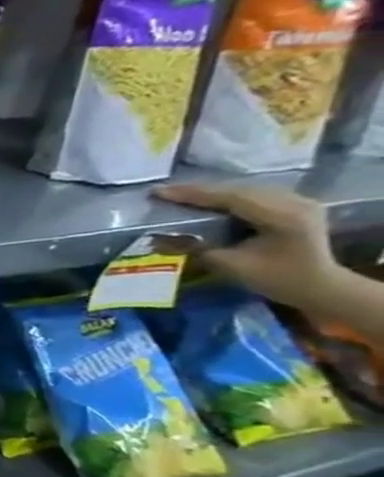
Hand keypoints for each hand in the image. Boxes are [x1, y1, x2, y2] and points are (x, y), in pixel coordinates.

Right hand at [154, 183, 348, 313]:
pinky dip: (228, 196)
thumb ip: (195, 249)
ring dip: (212, 192)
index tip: (159, 192)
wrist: (320, 286)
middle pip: (239, 190)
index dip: (193, 194)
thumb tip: (156, 239)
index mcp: (284, 217)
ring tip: (180, 195)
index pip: (232, 198)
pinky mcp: (295, 204)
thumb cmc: (277, 280)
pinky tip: (209, 200)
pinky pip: (255, 194)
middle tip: (164, 192)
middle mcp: (295, 202)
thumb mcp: (232, 266)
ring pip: (246, 189)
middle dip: (199, 191)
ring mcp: (299, 201)